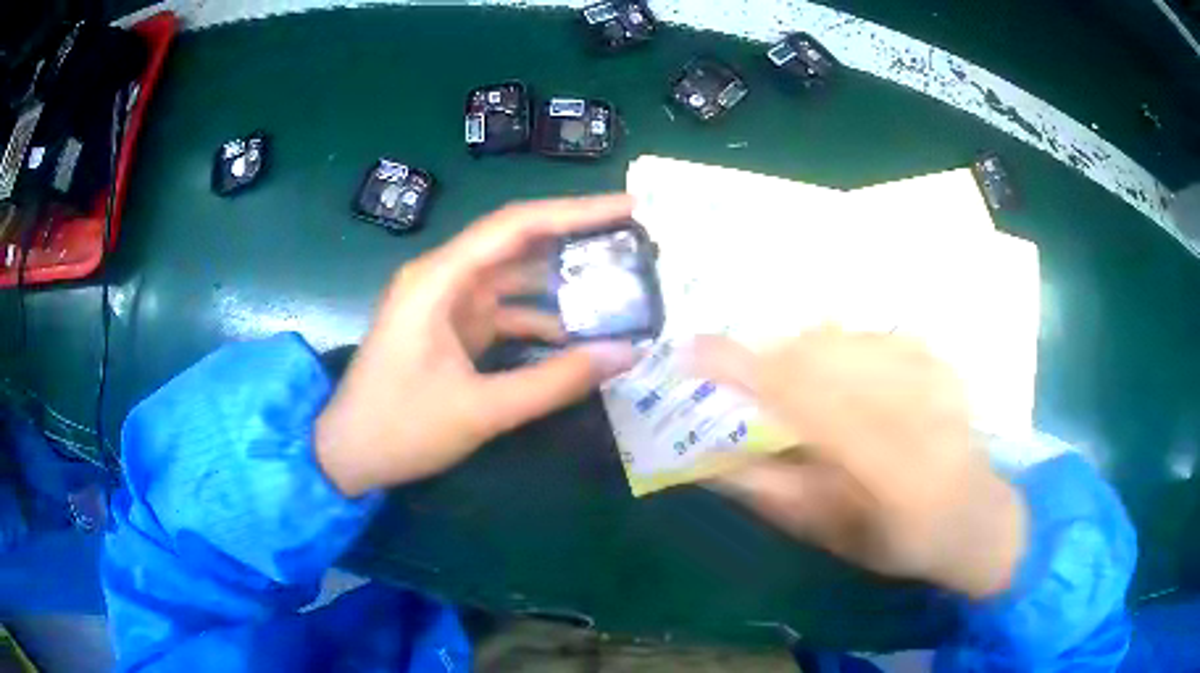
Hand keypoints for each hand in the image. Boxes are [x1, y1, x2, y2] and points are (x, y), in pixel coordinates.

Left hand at [315, 195, 639, 496]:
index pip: (516, 226)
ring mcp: (447, 304)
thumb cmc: (400, 427)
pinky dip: (540, 320)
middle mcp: (443, 278)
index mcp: (439, 279)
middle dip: (575, 240)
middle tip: (634, 240)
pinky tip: (578, 333)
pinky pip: (505, 311)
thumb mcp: (481, 410)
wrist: (346, 456)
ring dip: (561, 283)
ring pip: (515, 278)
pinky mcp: (452, 329)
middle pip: (518, 244)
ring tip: (619, 283)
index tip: (629, 207)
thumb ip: (555, 382)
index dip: (575, 212)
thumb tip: (626, 355)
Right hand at [693, 328, 1026, 598]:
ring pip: (841, 338)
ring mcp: (934, 374)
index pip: (809, 403)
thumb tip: (705, 452)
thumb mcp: (826, 532)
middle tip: (732, 375)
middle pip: (821, 356)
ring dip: (797, 354)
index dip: (747, 372)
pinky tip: (836, 378)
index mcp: (894, 471)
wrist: (972, 514)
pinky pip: (867, 335)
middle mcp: (920, 409)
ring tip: (783, 381)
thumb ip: (767, 491)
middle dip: (764, 358)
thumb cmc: (896, 541)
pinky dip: (835, 350)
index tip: (692, 353)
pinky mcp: (938, 357)